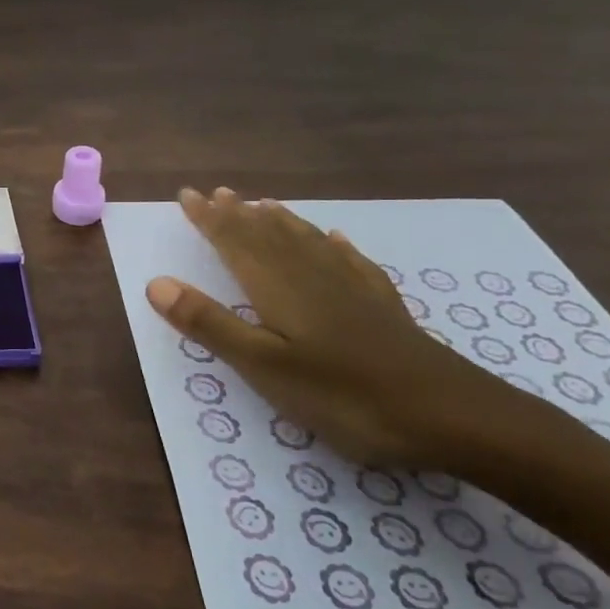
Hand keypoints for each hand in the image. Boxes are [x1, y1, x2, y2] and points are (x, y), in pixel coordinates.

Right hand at [144, 187, 526, 467]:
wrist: (453, 416)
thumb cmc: (345, 395)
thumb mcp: (265, 367)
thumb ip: (211, 324)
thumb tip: (156, 283)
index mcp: (278, 288)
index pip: (236, 242)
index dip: (210, 219)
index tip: (188, 195)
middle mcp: (312, 276)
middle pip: (269, 236)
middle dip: (239, 215)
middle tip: (217, 192)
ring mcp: (352, 290)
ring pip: (307, 242)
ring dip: (279, 222)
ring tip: (262, 204)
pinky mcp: (383, 308)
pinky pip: (351, 263)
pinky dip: (335, 246)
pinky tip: (336, 239)